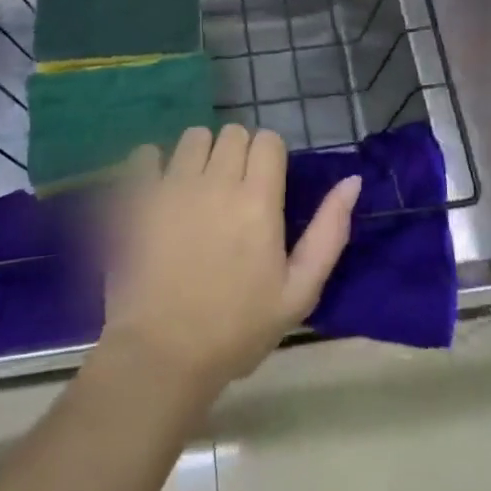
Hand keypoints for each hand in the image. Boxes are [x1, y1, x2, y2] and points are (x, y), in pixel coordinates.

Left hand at [101, 125, 360, 399]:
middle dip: (238, 153)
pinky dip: (153, 163)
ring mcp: (173, 186)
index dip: (270, 157)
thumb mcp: (299, 292)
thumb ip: (329, 232)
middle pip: (232, 133)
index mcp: (258, 200)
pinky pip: (145, 154)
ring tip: (198, 189)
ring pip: (193, 137)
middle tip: (234, 191)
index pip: (268, 140)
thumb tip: (352, 181)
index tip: (267, 184)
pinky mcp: (138, 198)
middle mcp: (216, 180)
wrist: (163, 356)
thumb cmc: (237, 330)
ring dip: (200, 155)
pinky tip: (159, 187)